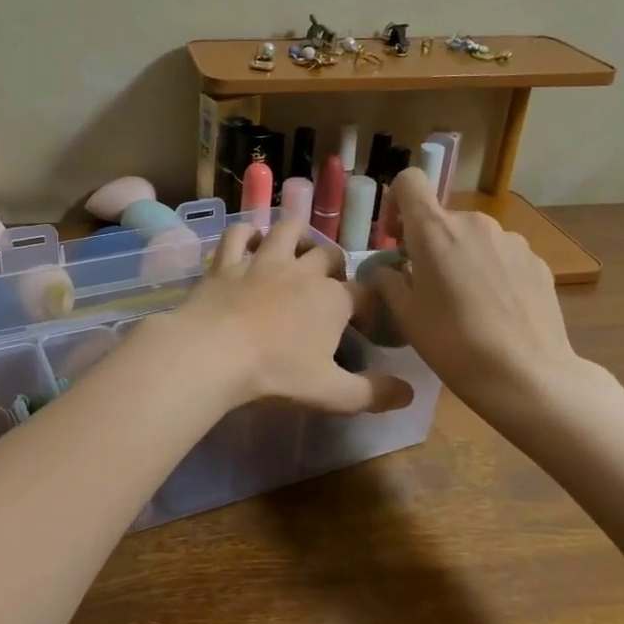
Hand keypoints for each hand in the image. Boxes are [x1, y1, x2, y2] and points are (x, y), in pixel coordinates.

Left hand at [165, 216, 412, 415]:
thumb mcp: (331, 393)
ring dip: (297, 235)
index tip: (366, 325)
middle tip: (329, 287)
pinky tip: (250, 241)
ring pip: (287, 230)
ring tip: (298, 250)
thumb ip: (373, 394)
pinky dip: (246, 233)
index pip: (364, 295)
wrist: (213, 353)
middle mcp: (302, 271)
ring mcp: (262, 261)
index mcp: (333, 300)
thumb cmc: (276, 373)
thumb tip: (409, 393)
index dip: (370, 308)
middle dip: (335, 267)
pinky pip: (238, 234)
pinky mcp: (226, 262)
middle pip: (328, 255)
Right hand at [360, 169, 610, 433]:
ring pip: (473, 238)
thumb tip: (389, 270)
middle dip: (429, 244)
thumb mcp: (405, 316)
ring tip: (465, 304)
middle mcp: (475, 223)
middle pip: (442, 218)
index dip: (397, 203)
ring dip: (462, 258)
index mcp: (435, 230)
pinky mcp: (537, 261)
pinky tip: (495, 311)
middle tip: (427, 287)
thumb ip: (389, 281)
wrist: (528, 375)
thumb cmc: (454, 344)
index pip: (410, 181)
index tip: (397, 239)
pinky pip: (501, 256)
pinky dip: (491, 272)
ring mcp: (511, 240)